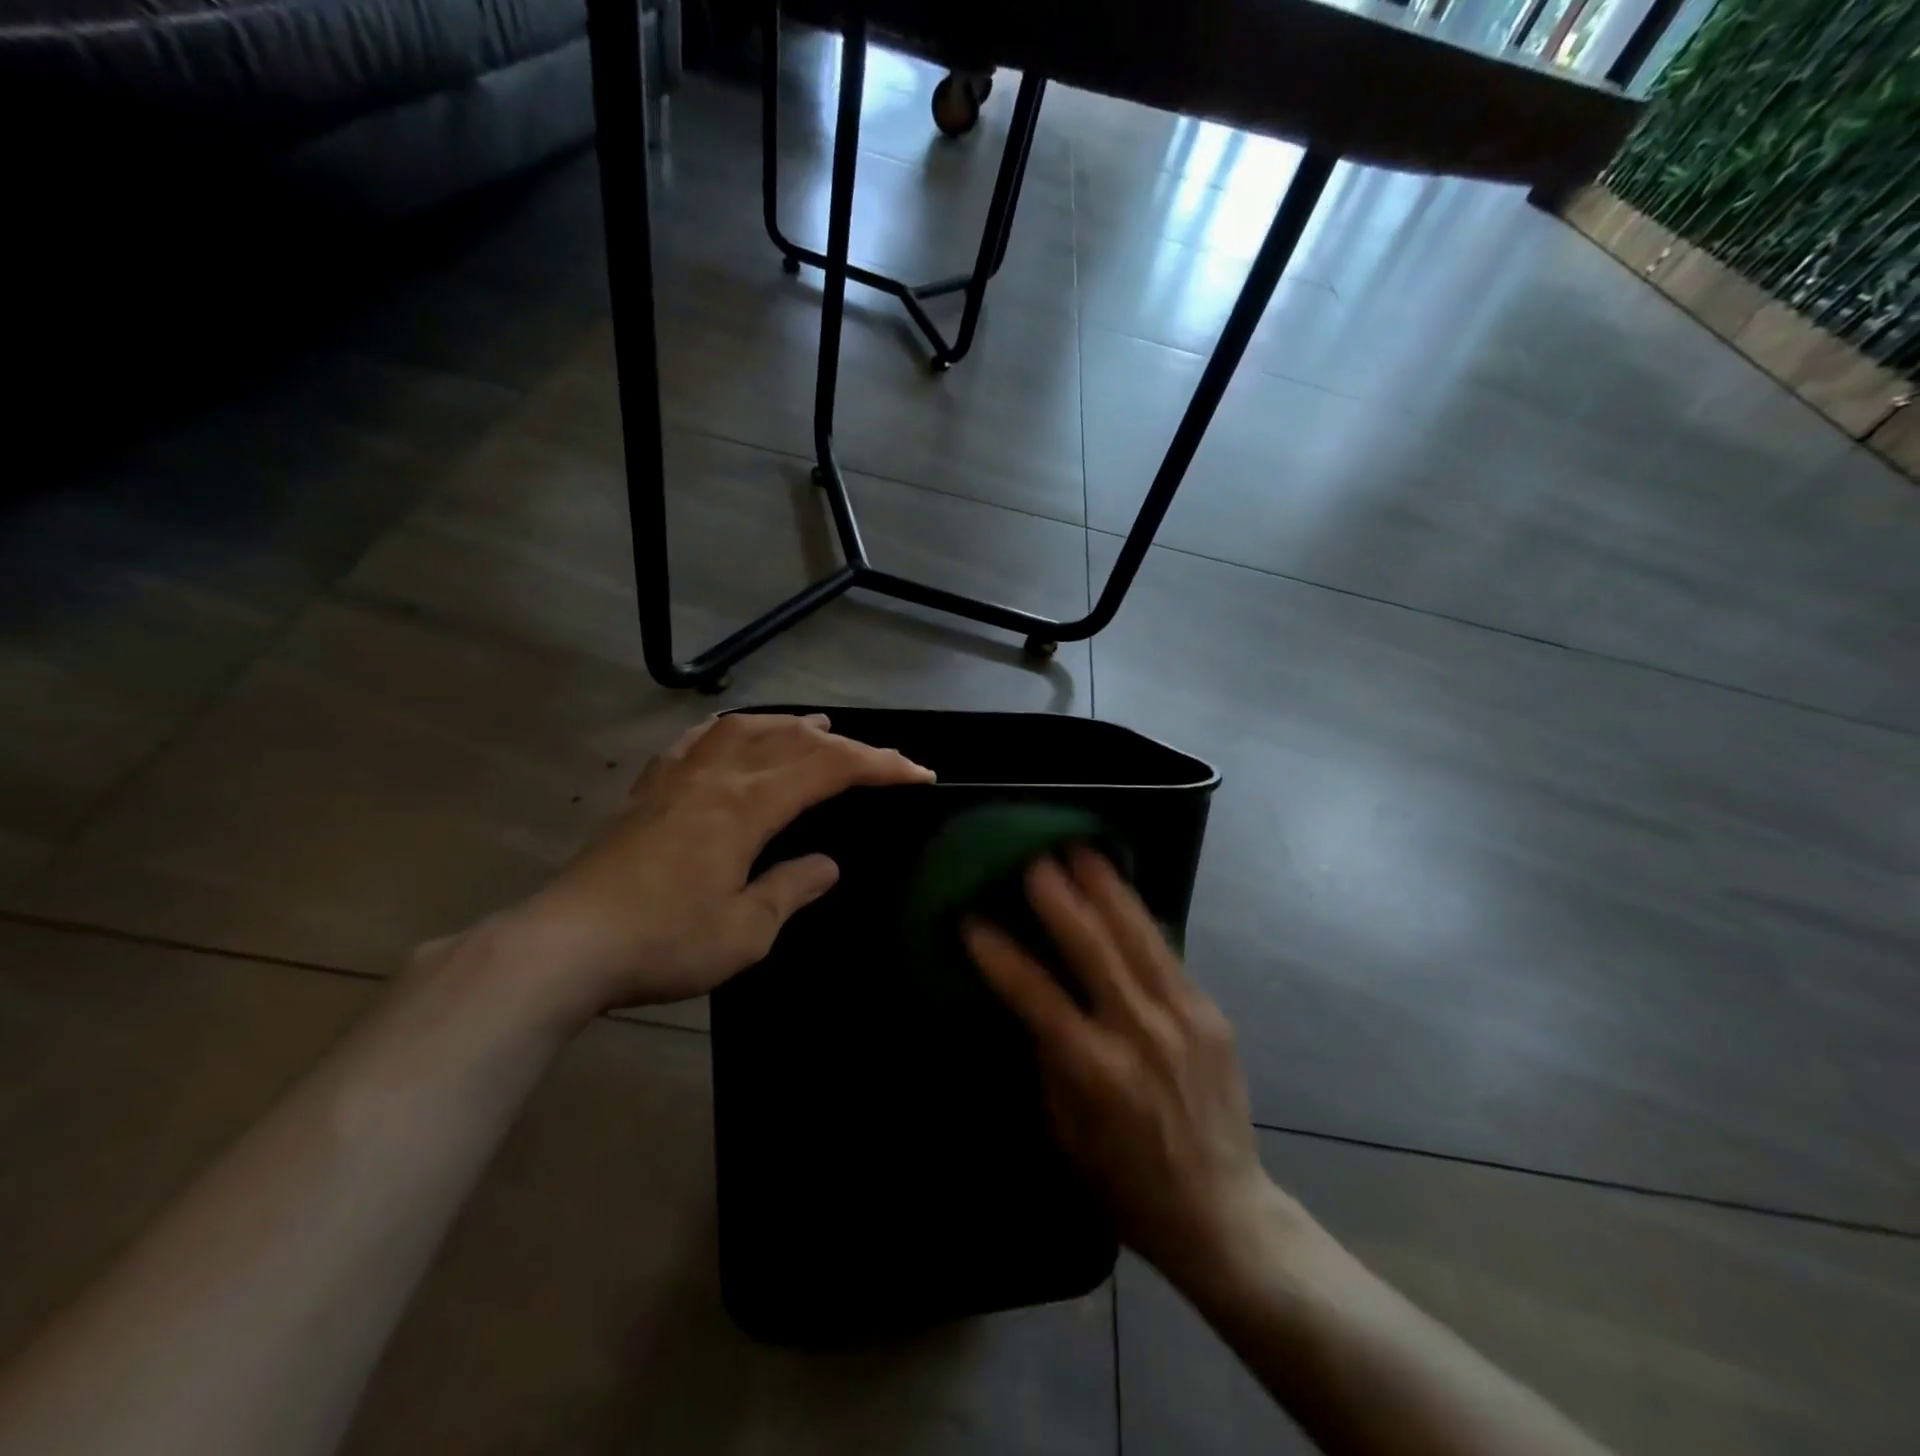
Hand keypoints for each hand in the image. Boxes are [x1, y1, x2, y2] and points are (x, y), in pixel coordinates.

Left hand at [496, 713, 932, 1018]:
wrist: (566, 945)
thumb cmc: (664, 941)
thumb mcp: (745, 931)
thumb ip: (790, 890)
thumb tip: (825, 865)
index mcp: (748, 805)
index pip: (828, 768)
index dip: (880, 765)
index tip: (919, 774)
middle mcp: (717, 777)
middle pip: (792, 741)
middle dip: (846, 745)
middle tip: (880, 758)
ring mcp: (677, 778)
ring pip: (743, 729)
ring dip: (788, 725)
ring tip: (816, 727)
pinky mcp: (648, 790)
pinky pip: (695, 741)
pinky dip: (727, 729)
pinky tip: (730, 734)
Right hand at [964, 849, 1298, 1296]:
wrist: (1223, 1212)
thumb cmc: (1126, 1183)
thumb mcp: (1065, 1131)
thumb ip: (1047, 1058)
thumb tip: (1030, 997)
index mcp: (1097, 1072)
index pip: (1037, 997)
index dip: (1001, 956)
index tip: (971, 919)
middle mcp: (1141, 1032)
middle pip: (1092, 947)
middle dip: (1057, 897)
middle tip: (1031, 857)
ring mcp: (1182, 1016)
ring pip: (1135, 934)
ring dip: (1104, 887)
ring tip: (1080, 847)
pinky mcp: (1209, 1011)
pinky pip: (1165, 951)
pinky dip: (1137, 915)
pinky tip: (1119, 889)